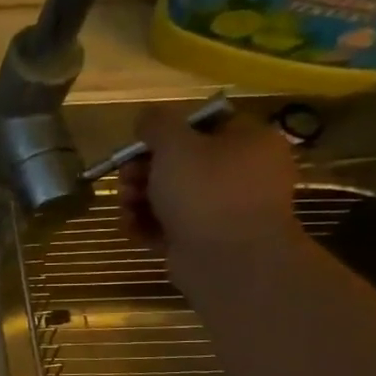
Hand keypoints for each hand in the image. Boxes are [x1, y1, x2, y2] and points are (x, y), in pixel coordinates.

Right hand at [120, 103, 302, 282]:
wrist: (229, 259)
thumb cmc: (206, 191)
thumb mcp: (175, 145)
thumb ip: (157, 124)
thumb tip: (147, 116)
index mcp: (249, 142)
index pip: (202, 127)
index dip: (164, 135)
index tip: (138, 148)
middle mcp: (244, 173)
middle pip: (181, 163)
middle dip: (143, 172)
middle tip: (126, 181)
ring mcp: (226, 209)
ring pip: (172, 196)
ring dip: (140, 200)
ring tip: (126, 209)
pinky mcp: (207, 239)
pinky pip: (172, 225)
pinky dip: (148, 225)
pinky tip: (131, 229)